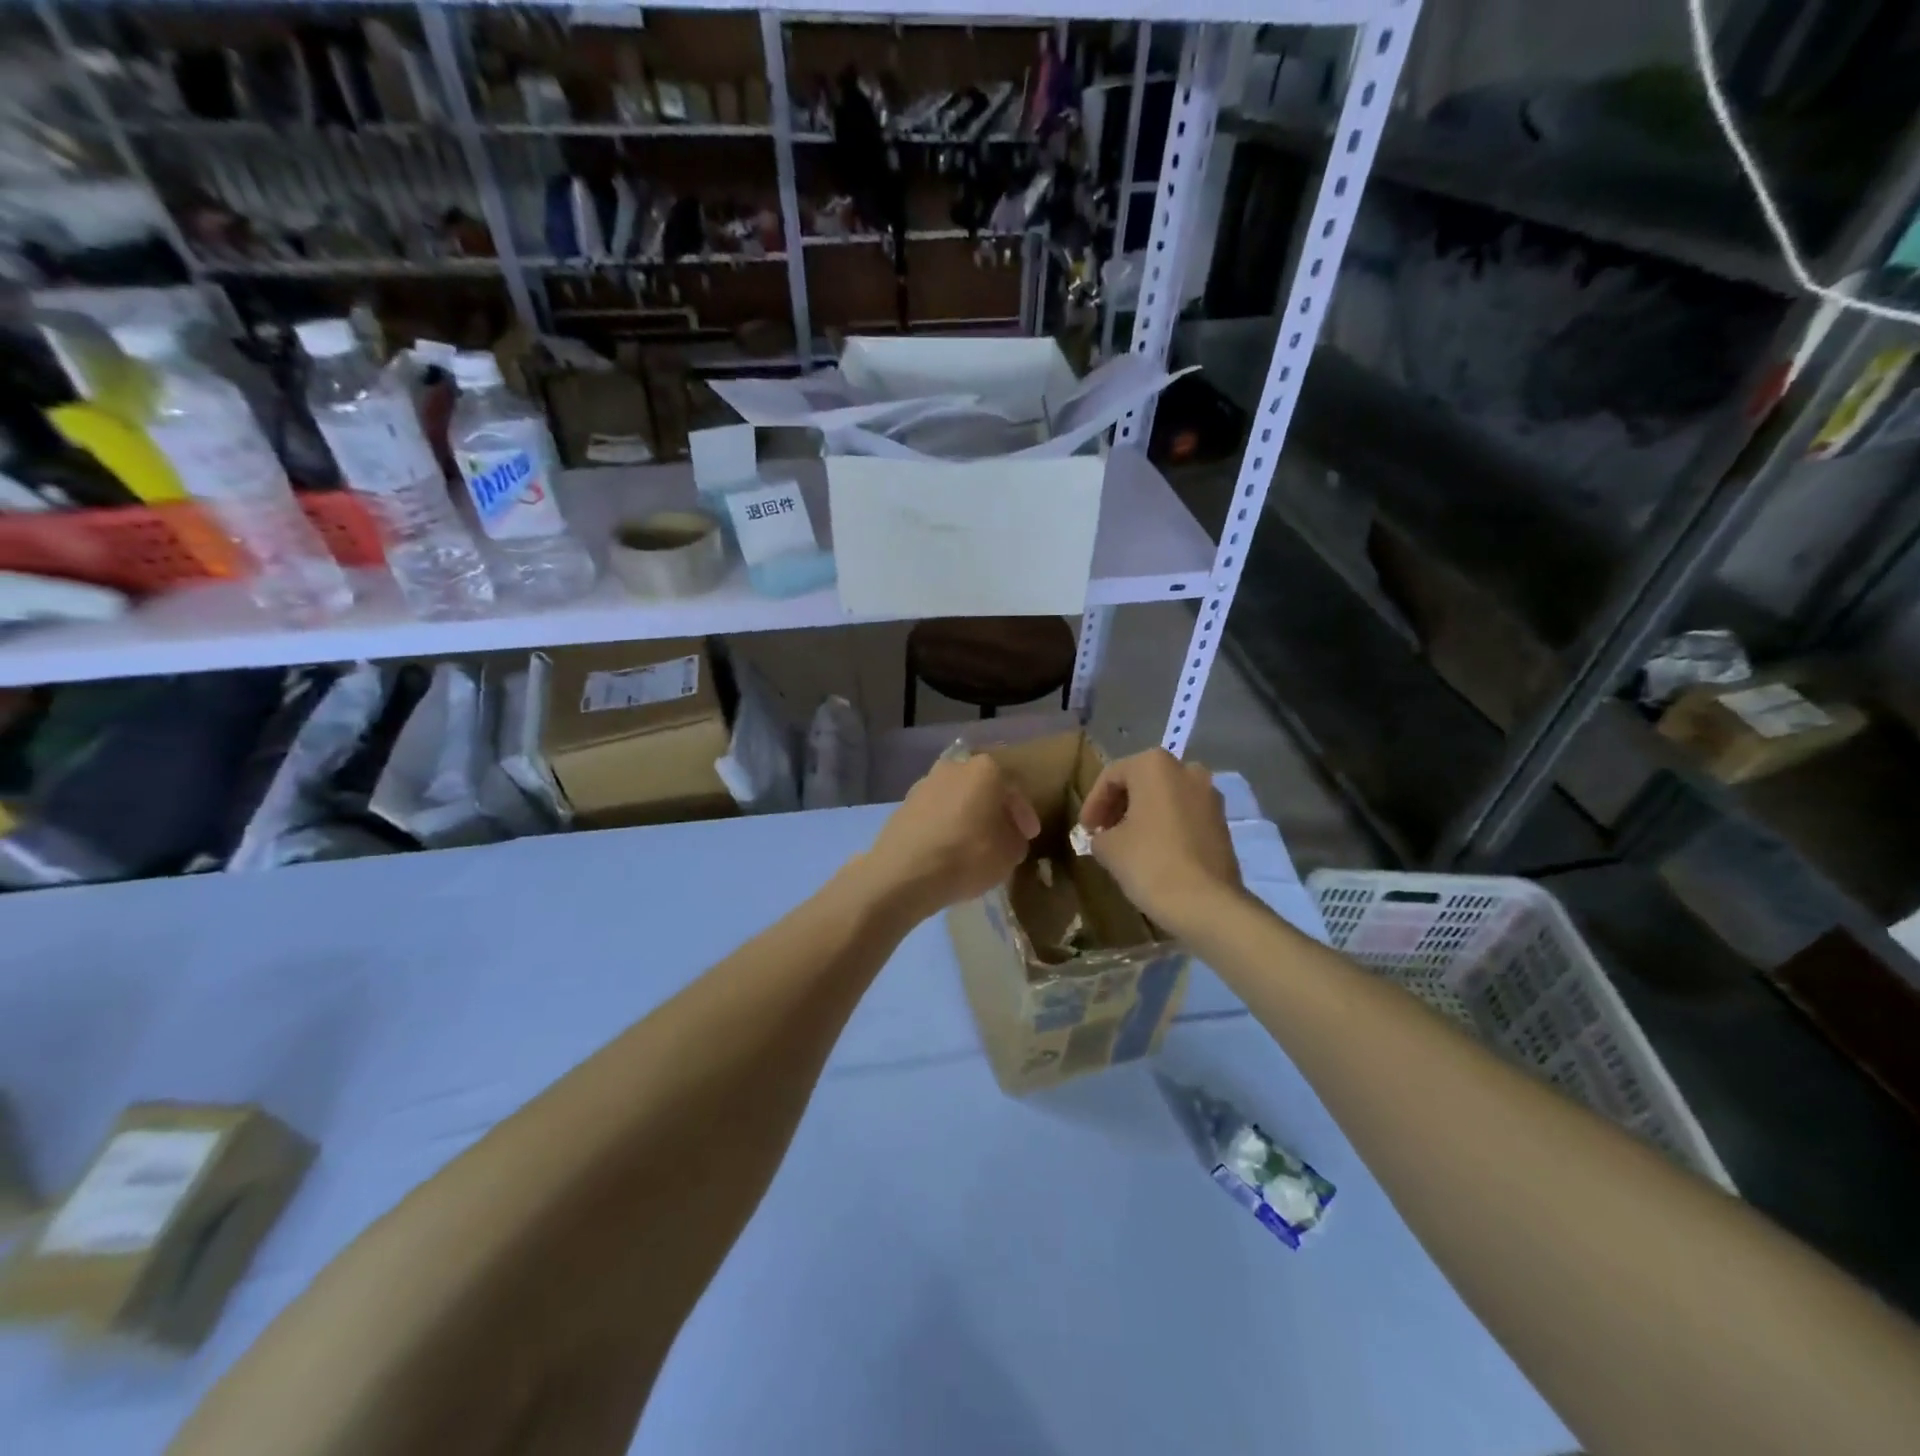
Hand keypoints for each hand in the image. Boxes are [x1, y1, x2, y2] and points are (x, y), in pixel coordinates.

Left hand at [856, 754, 1039, 922]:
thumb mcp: (1009, 853)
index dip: (1025, 815)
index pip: (1014, 789)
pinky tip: (950, 846)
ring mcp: (925, 783)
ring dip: (968, 816)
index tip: (1030, 835)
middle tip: (1003, 835)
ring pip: (957, 798)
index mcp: (985, 769)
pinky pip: (936, 812)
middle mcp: (954, 767)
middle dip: (994, 810)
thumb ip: (1016, 838)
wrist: (904, 872)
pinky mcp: (904, 804)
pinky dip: (947, 824)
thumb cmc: (967, 855)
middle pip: (983, 788)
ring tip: (976, 843)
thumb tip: (1010, 835)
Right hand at [1078, 748, 1242, 935]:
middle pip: (1142, 781)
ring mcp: (1210, 795)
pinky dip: (1166, 825)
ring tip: (1127, 842)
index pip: (1111, 776)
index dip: (1093, 803)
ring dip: (1143, 814)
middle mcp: (1186, 770)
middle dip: (1119, 806)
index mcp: (1154, 765)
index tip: (1085, 829)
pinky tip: (1154, 850)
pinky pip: (1185, 814)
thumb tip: (1104, 836)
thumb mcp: (1108, 847)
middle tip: (1103, 832)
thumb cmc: (1150, 863)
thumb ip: (1099, 834)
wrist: (1206, 903)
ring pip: (1166, 797)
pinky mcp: (1222, 821)